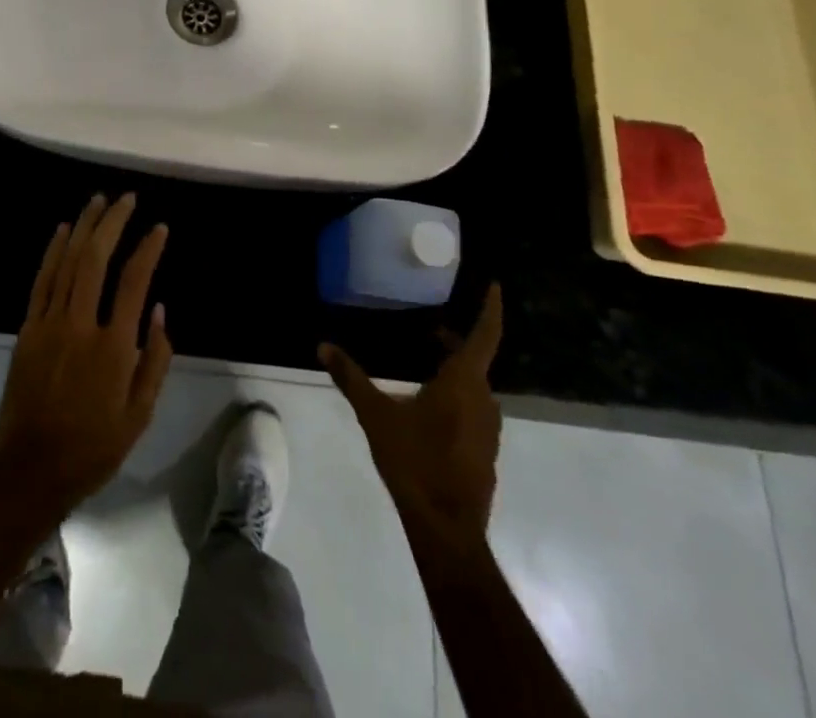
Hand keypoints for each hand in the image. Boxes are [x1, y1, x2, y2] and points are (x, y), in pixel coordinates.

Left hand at [0, 193, 172, 513]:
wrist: (32, 470)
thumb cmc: (94, 445)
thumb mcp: (140, 414)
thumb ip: (155, 359)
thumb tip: (159, 310)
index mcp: (114, 347)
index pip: (134, 281)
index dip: (148, 249)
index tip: (159, 228)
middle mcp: (80, 325)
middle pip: (96, 258)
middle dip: (113, 222)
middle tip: (126, 199)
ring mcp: (49, 323)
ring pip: (67, 261)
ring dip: (84, 227)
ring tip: (98, 201)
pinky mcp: (28, 328)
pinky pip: (42, 280)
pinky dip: (53, 251)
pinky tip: (64, 230)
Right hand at [321, 284, 504, 542]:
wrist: (446, 530)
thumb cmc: (414, 462)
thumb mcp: (376, 415)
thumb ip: (350, 378)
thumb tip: (322, 345)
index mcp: (464, 382)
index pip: (484, 335)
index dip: (490, 308)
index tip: (493, 285)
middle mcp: (484, 400)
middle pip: (474, 359)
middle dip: (453, 342)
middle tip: (427, 329)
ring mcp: (488, 429)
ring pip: (473, 386)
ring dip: (454, 370)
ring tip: (425, 362)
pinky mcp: (484, 451)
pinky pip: (473, 409)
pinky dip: (456, 396)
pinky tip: (430, 406)